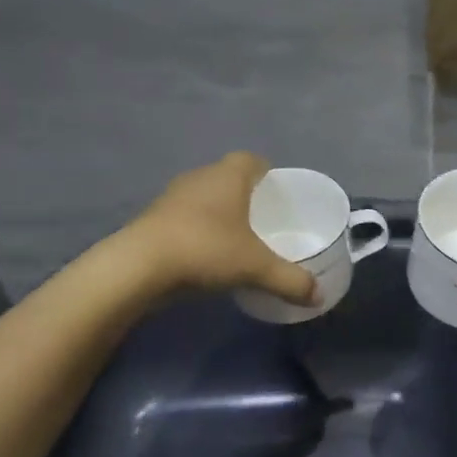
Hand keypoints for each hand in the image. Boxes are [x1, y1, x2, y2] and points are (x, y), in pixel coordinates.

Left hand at [130, 152, 318, 305]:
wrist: (137, 267)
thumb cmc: (205, 250)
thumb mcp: (256, 267)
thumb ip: (290, 280)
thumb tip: (318, 296)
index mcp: (228, 175)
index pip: (252, 160)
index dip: (267, 173)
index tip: (278, 194)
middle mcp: (200, 177)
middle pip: (228, 177)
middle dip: (246, 195)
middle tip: (264, 219)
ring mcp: (172, 197)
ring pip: (204, 197)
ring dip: (219, 212)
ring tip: (237, 238)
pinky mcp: (153, 219)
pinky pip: (185, 217)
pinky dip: (198, 229)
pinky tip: (207, 254)